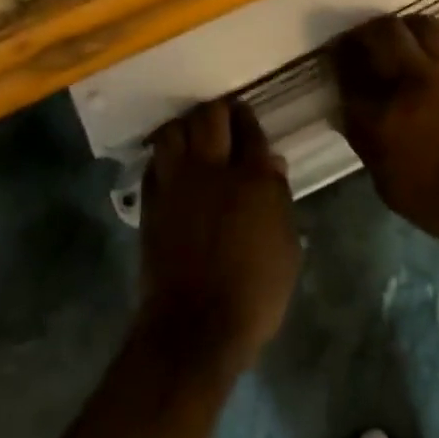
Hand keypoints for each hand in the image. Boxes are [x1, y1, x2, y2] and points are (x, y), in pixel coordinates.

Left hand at [138, 98, 300, 371]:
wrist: (195, 326)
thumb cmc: (255, 293)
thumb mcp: (286, 249)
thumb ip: (279, 201)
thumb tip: (271, 165)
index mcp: (253, 179)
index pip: (251, 131)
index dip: (249, 119)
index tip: (247, 116)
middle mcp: (212, 170)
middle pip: (210, 117)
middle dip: (218, 111)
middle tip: (224, 116)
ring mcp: (177, 183)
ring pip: (174, 131)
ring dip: (185, 126)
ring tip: (193, 134)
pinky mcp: (152, 201)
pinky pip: (154, 162)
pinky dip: (164, 155)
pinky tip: (172, 163)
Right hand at [330, 14, 438, 249]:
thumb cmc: (436, 197)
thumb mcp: (383, 178)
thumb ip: (362, 136)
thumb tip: (349, 106)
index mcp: (381, 113)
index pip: (348, 69)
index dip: (337, 59)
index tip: (334, 59)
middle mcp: (412, 80)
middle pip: (381, 32)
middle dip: (364, 33)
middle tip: (360, 43)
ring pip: (419, 24)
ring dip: (402, 28)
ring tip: (397, 41)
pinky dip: (433, 39)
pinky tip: (430, 52)